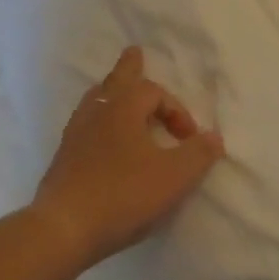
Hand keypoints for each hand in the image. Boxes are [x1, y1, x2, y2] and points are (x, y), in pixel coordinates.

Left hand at [30, 47, 224, 272]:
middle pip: (116, 80)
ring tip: (117, 90)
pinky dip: (99, 118)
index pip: (155, 92)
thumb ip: (198, 154)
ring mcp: (76, 133)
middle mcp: (97, 111)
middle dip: (130, 68)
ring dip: (112, 92)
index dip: (177, 111)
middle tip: (134, 52)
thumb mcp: (173, 177)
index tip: (189, 139)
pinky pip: (85, 123)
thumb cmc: (123, 195)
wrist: (64, 227)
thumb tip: (214, 137)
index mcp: (124, 107)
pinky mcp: (64, 156)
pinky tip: (101, 135)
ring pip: (96, 99)